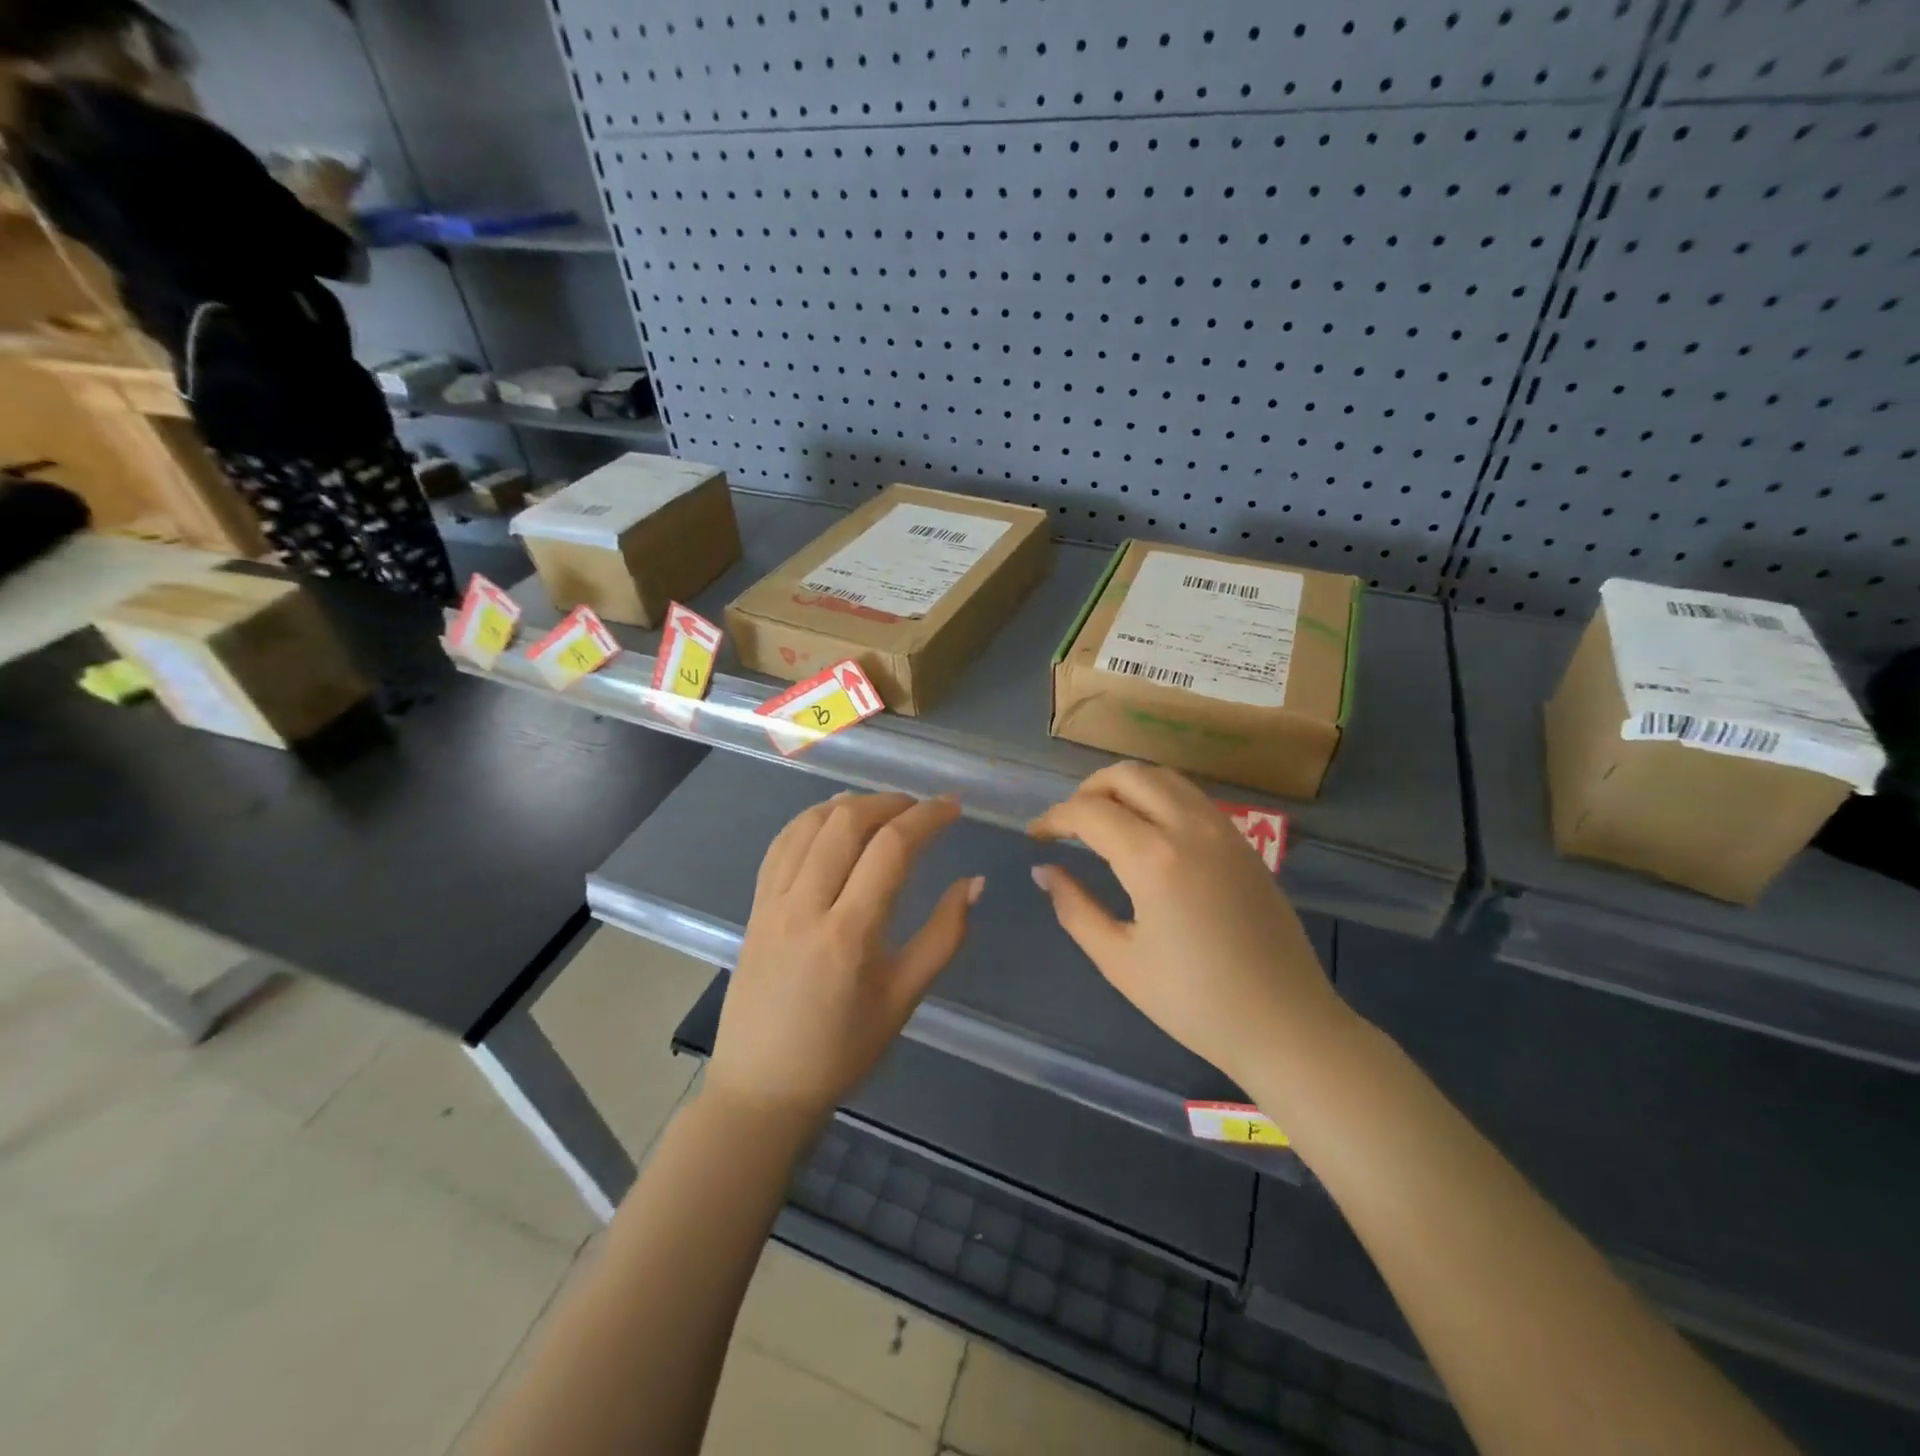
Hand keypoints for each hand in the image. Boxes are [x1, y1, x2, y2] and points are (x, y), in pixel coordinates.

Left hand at [708, 792, 981, 1122]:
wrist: (762, 1088)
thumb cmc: (842, 1051)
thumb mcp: (903, 999)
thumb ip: (943, 936)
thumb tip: (973, 882)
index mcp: (849, 933)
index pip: (891, 848)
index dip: (927, 817)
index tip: (953, 807)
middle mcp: (805, 905)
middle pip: (847, 821)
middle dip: (890, 801)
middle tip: (920, 808)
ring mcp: (773, 902)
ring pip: (809, 823)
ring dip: (850, 803)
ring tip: (882, 808)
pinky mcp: (755, 906)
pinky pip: (782, 844)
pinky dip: (811, 819)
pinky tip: (832, 821)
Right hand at [1028, 763, 1351, 1089]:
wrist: (1287, 1025)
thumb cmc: (1195, 1003)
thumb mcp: (1120, 961)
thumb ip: (1075, 908)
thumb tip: (1044, 871)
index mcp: (1155, 859)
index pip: (1090, 812)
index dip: (1054, 818)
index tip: (1035, 837)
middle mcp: (1190, 828)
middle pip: (1127, 776)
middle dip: (1087, 791)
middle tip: (1068, 825)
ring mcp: (1223, 830)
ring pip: (1163, 778)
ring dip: (1125, 787)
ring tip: (1104, 821)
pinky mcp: (1245, 842)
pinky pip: (1191, 797)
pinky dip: (1158, 797)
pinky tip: (1147, 832)